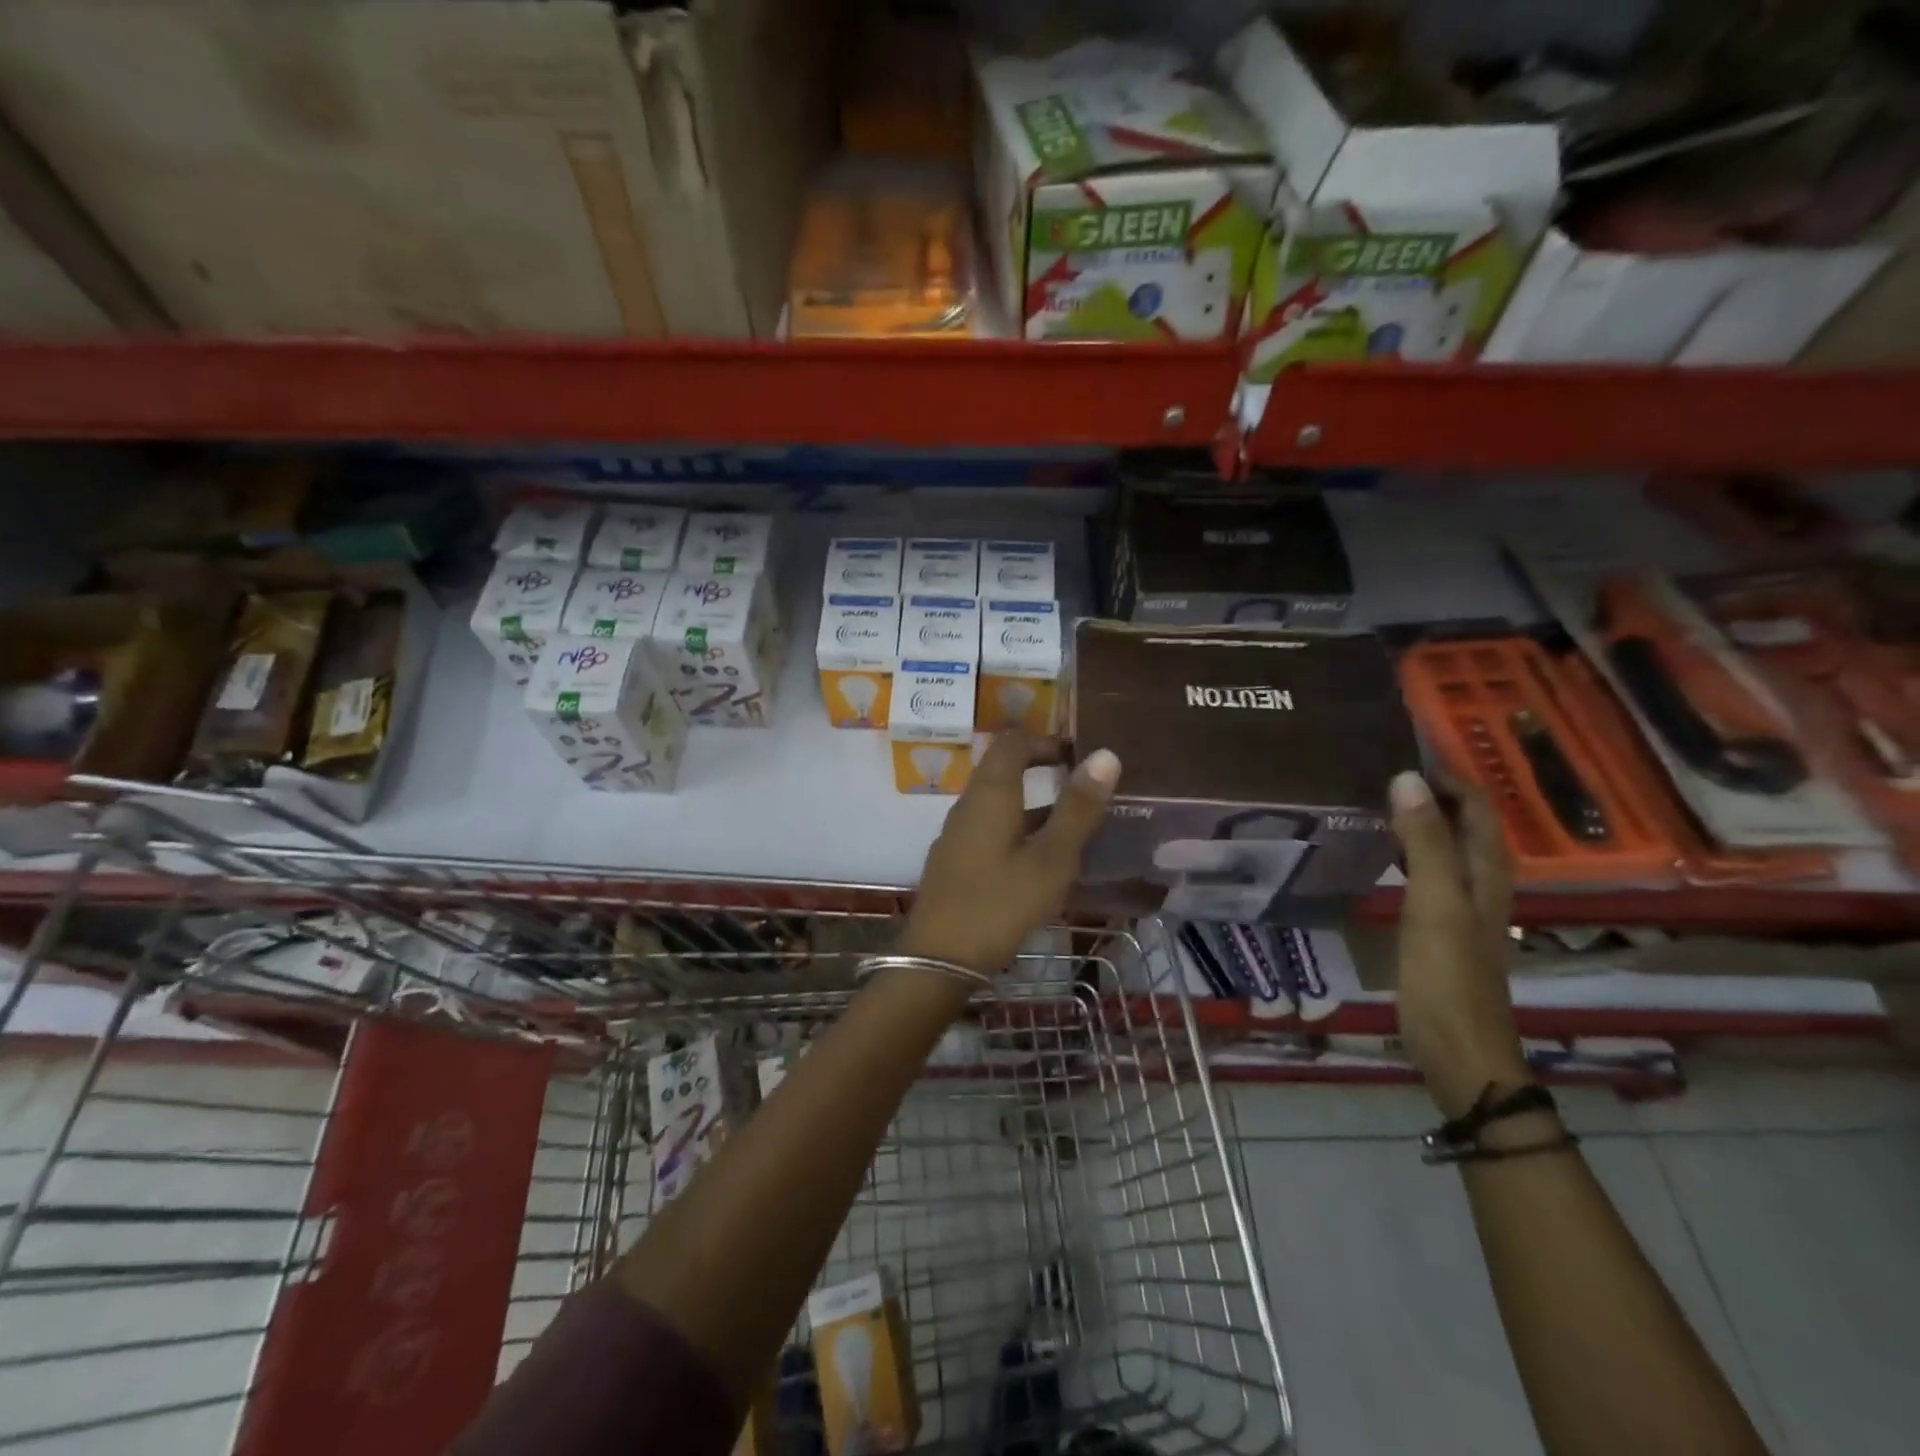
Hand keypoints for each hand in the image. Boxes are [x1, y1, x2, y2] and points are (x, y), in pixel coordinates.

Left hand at [901, 734, 1120, 974]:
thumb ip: (1078, 808)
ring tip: (1072, 827)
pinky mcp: (954, 861)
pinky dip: (1017, 829)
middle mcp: (969, 805)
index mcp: (990, 793)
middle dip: (1042, 770)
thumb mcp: (1051, 858)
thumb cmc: (1000, 902)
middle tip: (1082, 788)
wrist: (939, 957)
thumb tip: (1105, 755)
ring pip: (997, 803)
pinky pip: (989, 829)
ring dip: (1032, 805)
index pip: (1013, 742)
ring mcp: (957, 834)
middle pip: (1002, 769)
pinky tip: (1039, 861)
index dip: (1045, 740)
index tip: (1078, 755)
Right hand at [1390, 771, 1527, 1117]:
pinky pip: (1428, 871)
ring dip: (1421, 817)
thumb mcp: (1434, 902)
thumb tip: (1407, 777)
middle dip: (1434, 789)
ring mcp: (1462, 906)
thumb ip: (1424, 841)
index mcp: (1488, 871)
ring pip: (1447, 846)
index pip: (1477, 805)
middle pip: (1466, 822)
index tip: (1405, 745)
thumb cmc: (1447, 973)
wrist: (1457, 1048)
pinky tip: (1381, 849)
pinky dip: (1409, 848)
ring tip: (1377, 795)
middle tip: (1382, 764)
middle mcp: (1482, 882)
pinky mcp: (1440, 926)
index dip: (1450, 773)